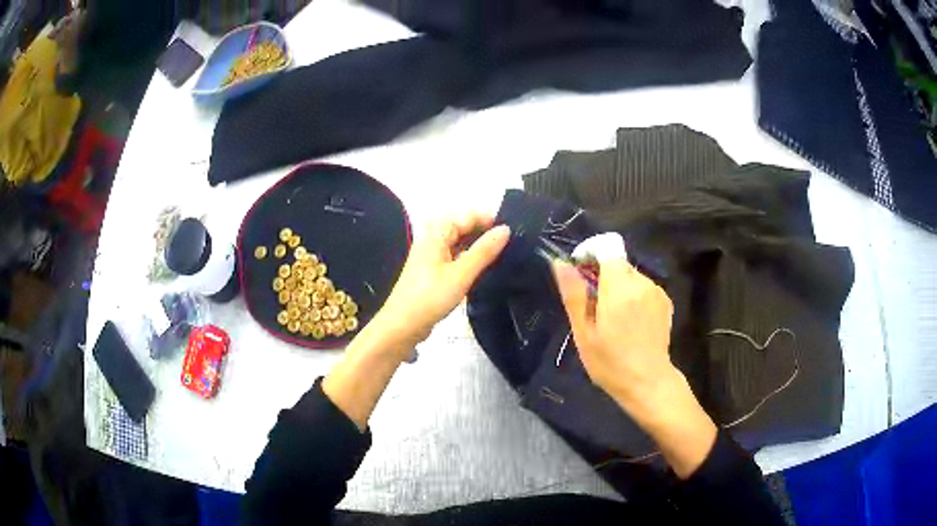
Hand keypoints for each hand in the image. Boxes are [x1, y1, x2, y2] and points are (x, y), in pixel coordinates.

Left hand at [369, 213, 510, 359]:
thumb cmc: (430, 297)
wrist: (402, 325)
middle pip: (463, 228)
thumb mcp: (461, 274)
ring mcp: (431, 256)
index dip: (490, 220)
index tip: (514, 230)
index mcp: (437, 233)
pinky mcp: (432, 272)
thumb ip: (484, 251)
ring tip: (504, 256)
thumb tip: (506, 229)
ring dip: (478, 248)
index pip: (468, 216)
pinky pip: (455, 257)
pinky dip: (469, 260)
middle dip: (485, 233)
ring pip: (460, 244)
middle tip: (513, 244)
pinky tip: (484, 270)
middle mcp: (432, 239)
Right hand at [552, 234, 716, 478]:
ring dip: (618, 286)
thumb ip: (573, 294)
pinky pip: (643, 287)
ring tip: (613, 318)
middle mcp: (641, 282)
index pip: (607, 246)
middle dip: (603, 275)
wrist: (648, 382)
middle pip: (618, 261)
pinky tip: (631, 322)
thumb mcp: (583, 333)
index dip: (591, 253)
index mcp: (619, 287)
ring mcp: (656, 291)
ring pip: (630, 275)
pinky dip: (633, 295)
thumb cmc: (610, 362)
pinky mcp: (665, 300)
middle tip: (594, 306)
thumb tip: (561, 263)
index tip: (582, 273)